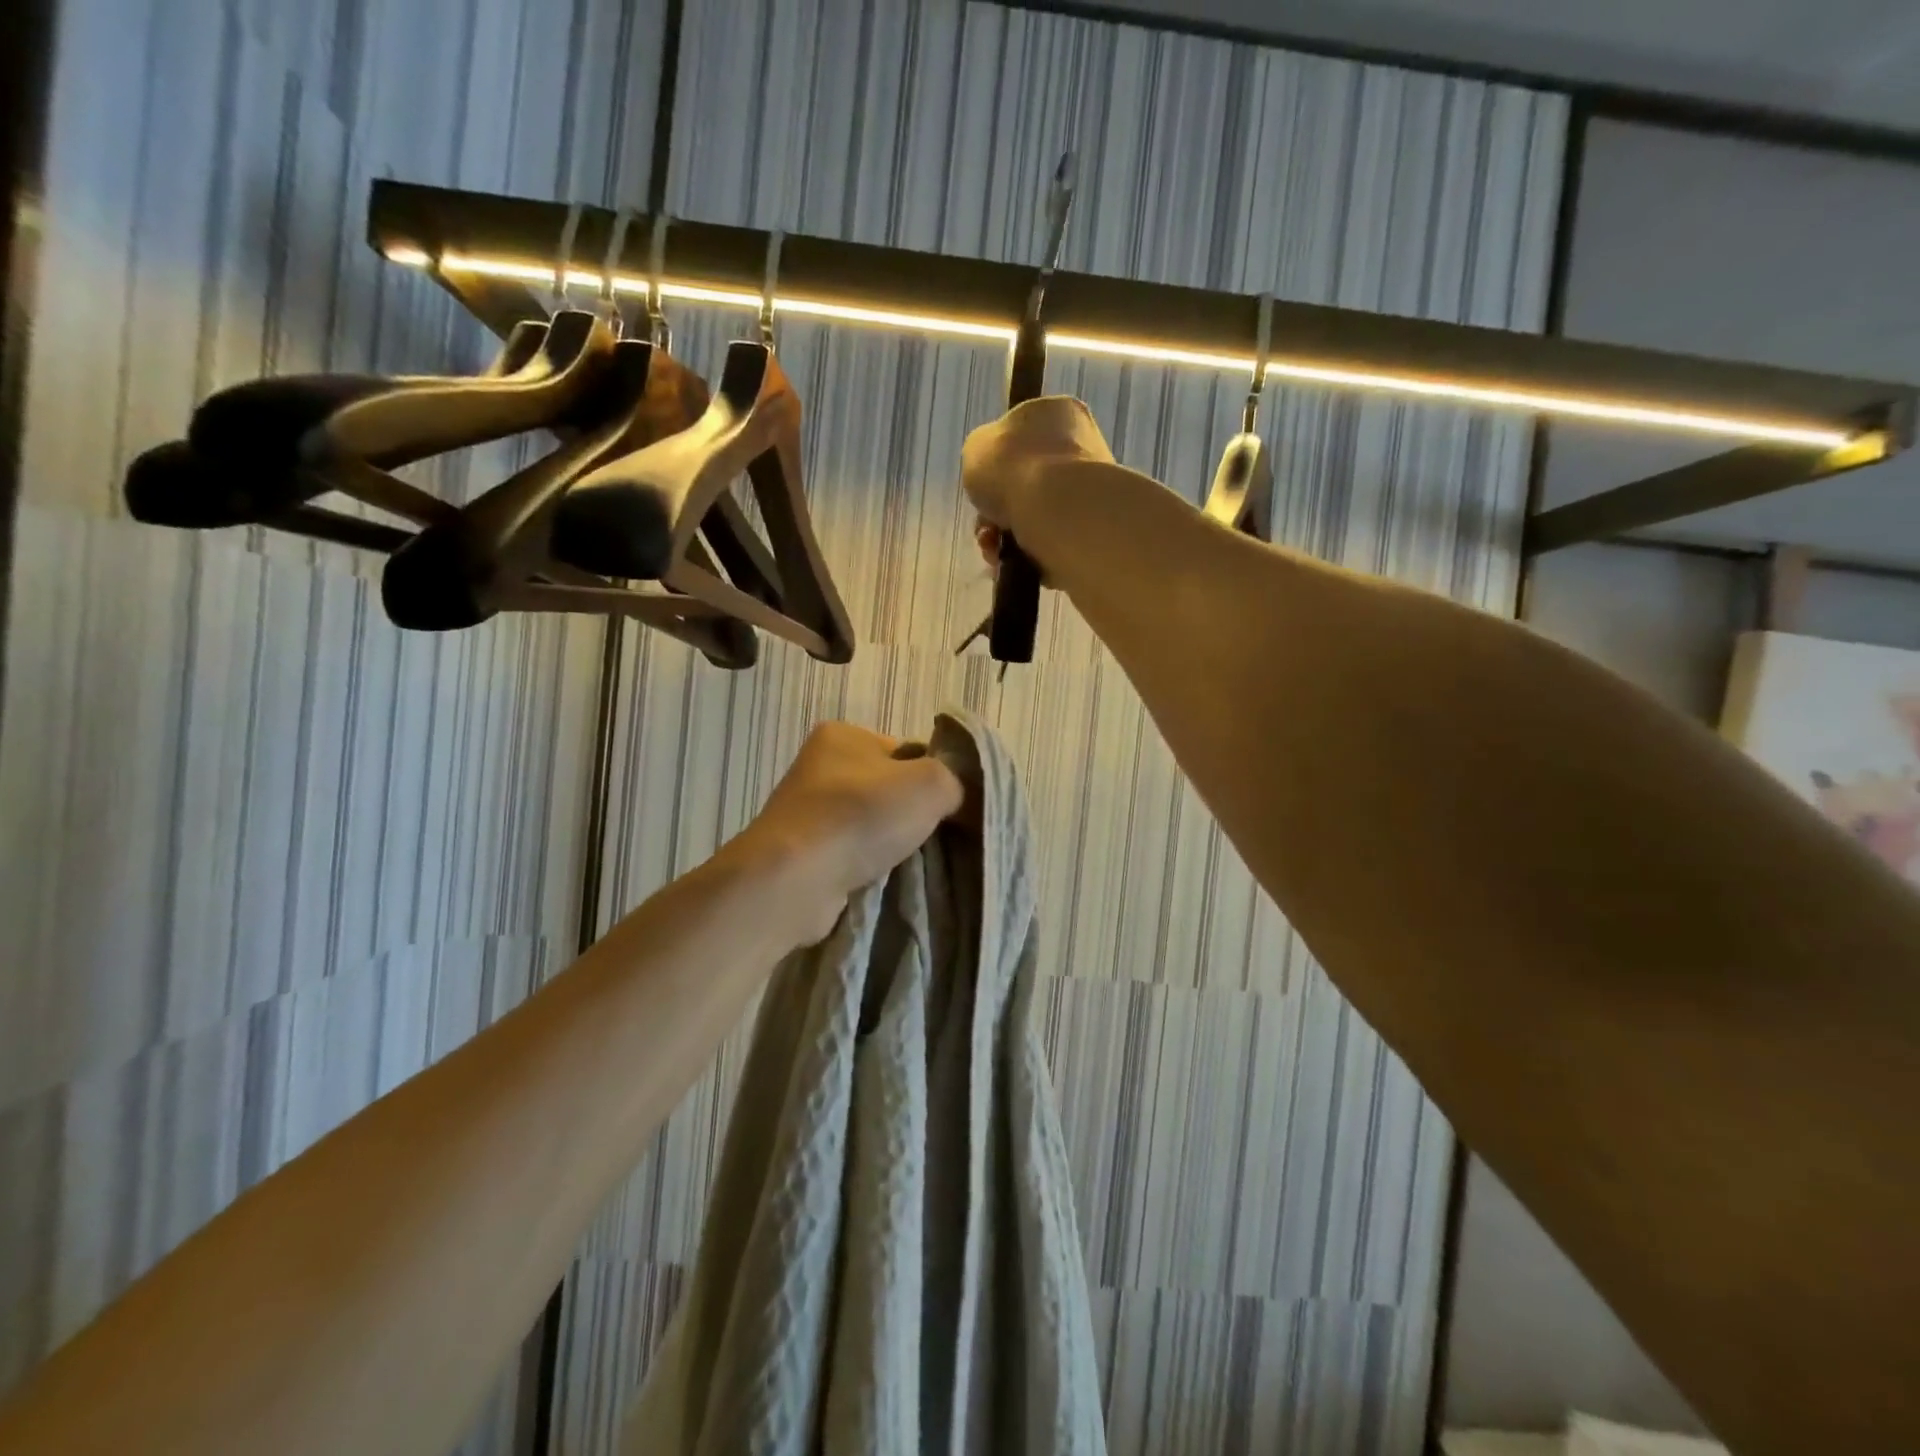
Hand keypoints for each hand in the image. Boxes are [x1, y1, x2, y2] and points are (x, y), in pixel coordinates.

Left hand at [729, 722, 964, 943]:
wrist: (794, 880)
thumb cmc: (861, 815)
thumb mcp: (931, 783)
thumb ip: (955, 779)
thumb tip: (956, 795)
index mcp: (843, 735)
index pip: (907, 751)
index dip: (935, 777)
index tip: (951, 807)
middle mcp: (820, 766)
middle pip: (890, 788)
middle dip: (914, 813)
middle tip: (936, 838)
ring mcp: (807, 811)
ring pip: (872, 823)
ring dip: (892, 843)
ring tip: (909, 863)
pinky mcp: (802, 851)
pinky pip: (852, 853)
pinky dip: (869, 865)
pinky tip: (883, 879)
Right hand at [961, 396, 1113, 574]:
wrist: (1058, 512)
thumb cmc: (1014, 466)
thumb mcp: (976, 447)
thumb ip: (982, 454)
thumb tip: (993, 471)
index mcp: (1060, 412)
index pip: (1021, 433)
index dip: (996, 460)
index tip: (983, 480)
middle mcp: (1083, 446)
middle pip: (1024, 481)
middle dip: (997, 508)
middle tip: (985, 524)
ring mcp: (1090, 491)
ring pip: (1033, 516)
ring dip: (1005, 535)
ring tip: (993, 548)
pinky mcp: (1092, 531)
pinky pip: (1047, 542)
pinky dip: (1026, 554)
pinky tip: (1010, 562)